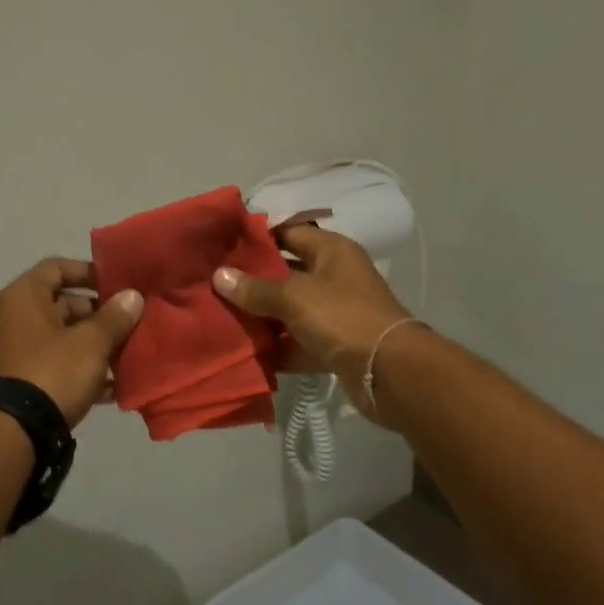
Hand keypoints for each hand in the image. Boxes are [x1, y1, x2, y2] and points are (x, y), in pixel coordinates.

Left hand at [0, 258, 143, 426]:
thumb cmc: (52, 372)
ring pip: (61, 339)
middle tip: (129, 324)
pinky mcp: (18, 383)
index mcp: (23, 297)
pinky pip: (54, 366)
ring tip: (127, 356)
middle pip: (61, 305)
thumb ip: (114, 317)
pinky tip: (112, 389)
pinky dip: (80, 372)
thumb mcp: (91, 342)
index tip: (117, 285)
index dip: (88, 272)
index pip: (57, 268)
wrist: (12, 434)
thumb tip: (132, 296)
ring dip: (93, 346)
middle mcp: (12, 318)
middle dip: (98, 315)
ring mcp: (12, 352)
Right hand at [212, 226, 413, 424]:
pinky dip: (277, 347)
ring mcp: (336, 313)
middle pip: (286, 272)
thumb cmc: (343, 317)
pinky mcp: (334, 345)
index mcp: (332, 251)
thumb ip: (256, 288)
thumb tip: (219, 276)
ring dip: (262, 316)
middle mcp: (335, 276)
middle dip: (253, 279)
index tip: (223, 243)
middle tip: (213, 282)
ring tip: (220, 316)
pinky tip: (244, 351)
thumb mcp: (295, 297)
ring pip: (290, 310)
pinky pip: (298, 341)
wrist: (390, 372)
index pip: (289, 232)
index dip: (257, 237)